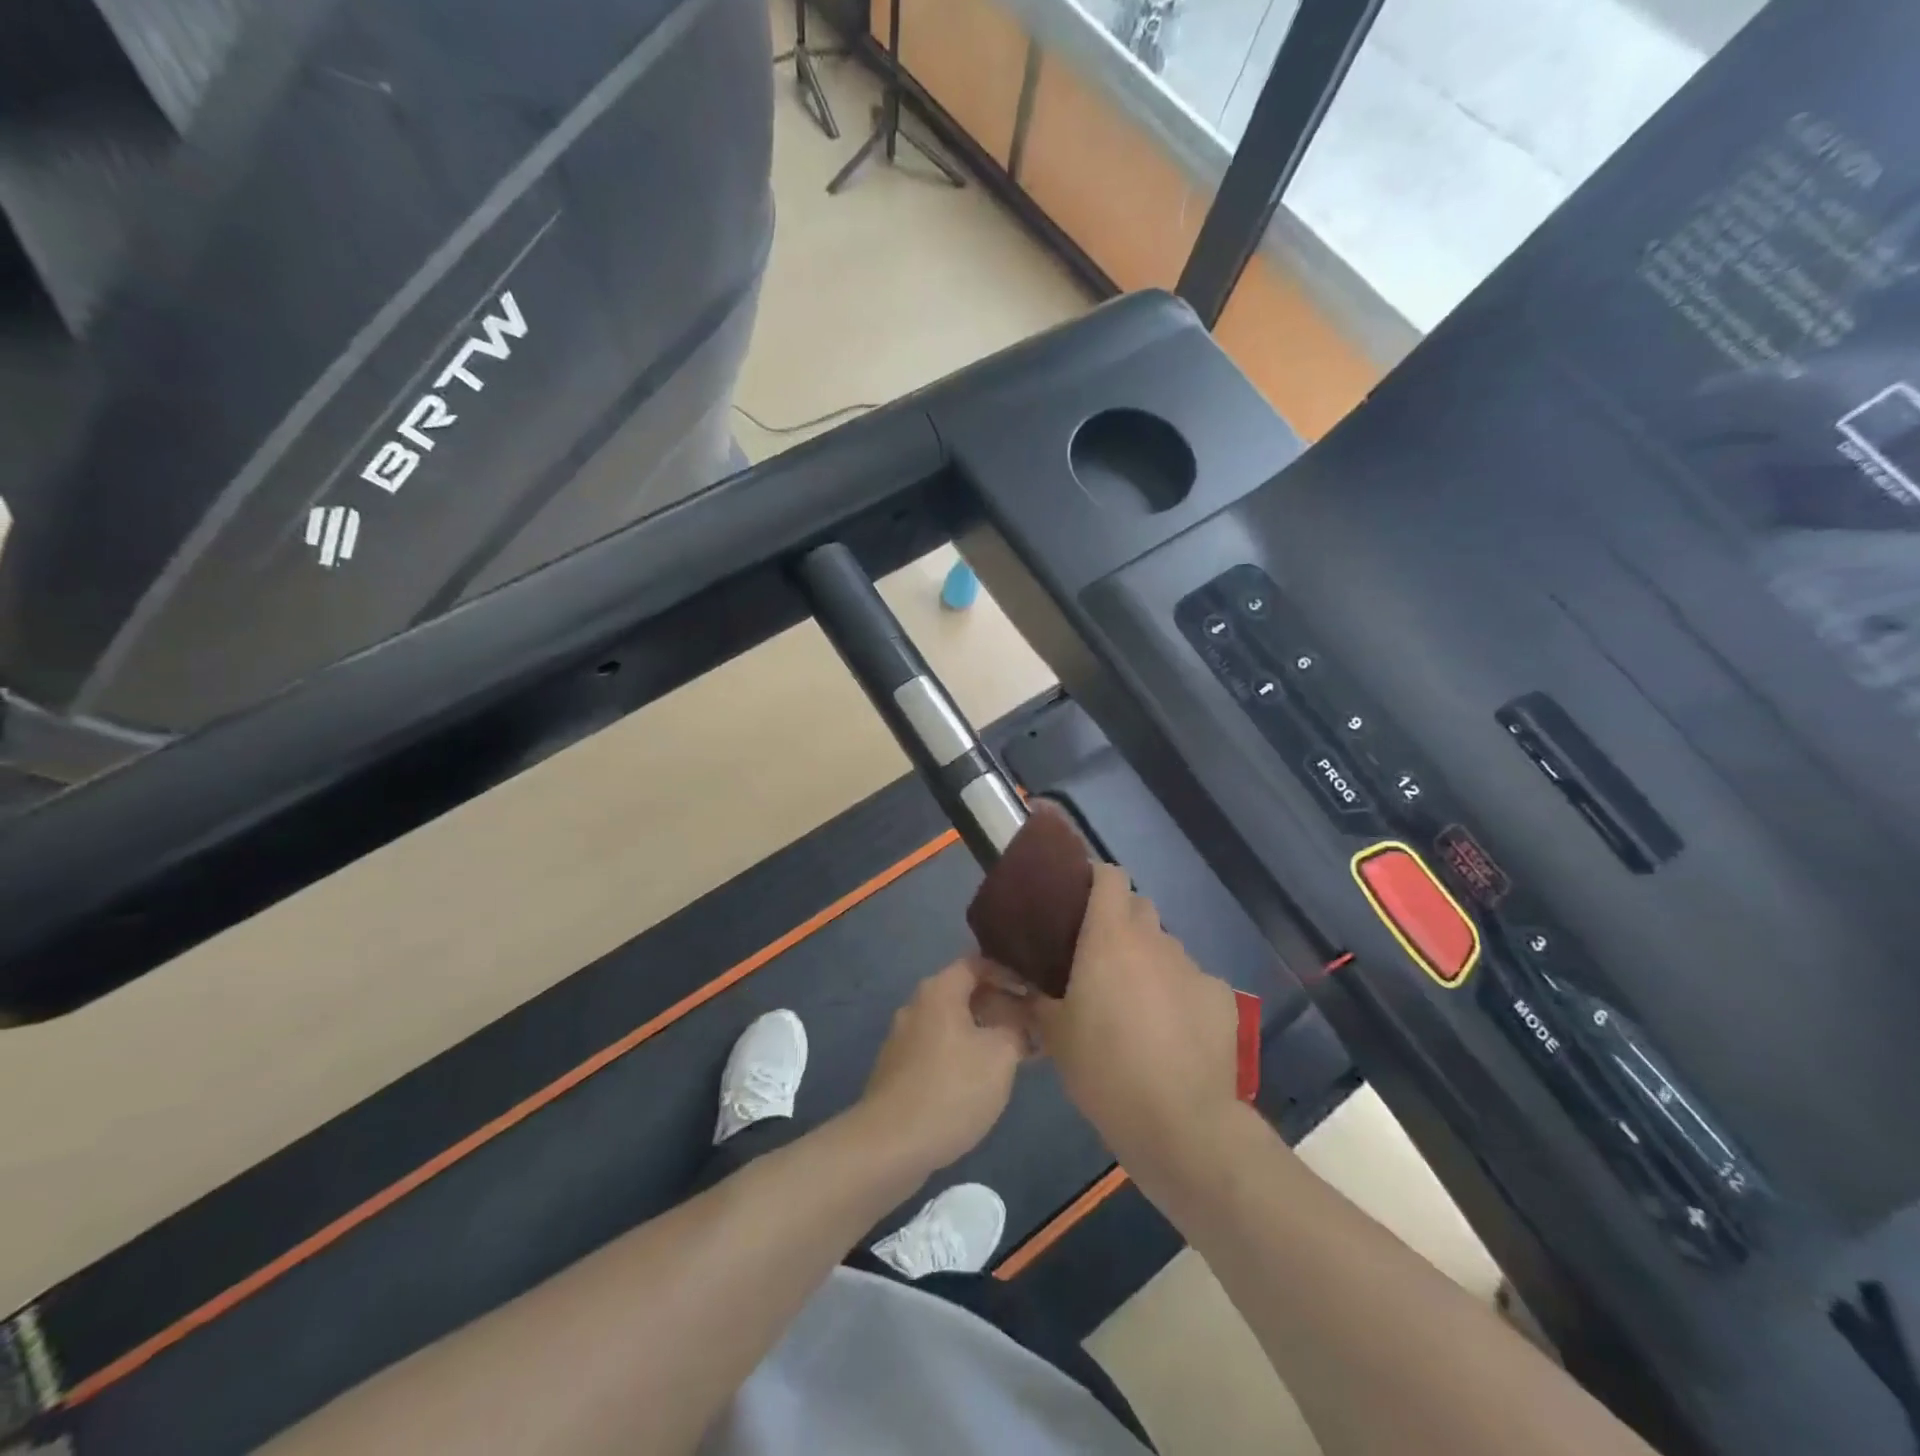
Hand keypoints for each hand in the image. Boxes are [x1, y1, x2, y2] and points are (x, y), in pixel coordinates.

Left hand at [858, 959, 1029, 1177]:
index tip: (1034, 991)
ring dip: (984, 1033)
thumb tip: (1024, 1019)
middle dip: (1000, 1006)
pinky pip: (939, 1049)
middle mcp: (917, 1005)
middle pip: (964, 993)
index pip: (977, 963)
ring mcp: (903, 1039)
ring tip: (1016, 1056)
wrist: (891, 1145)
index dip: (1008, 973)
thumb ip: (1018, 1028)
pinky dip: (964, 1055)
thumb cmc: (952, 1089)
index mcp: (939, 991)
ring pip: (952, 1024)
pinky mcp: (898, 1070)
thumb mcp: (1001, 1055)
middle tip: (1032, 1026)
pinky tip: (982, 1081)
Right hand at [1027, 863, 1243, 1185]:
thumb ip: (1035, 995)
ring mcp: (1192, 967)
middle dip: (1119, 921)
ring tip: (1135, 1001)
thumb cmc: (1104, 1068)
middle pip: (1138, 907)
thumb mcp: (1053, 1033)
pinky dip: (1178, 993)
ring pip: (1164, 947)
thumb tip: (1019, 977)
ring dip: (1147, 960)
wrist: (1180, 1122)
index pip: (1109, 876)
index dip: (1094, 878)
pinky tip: (1171, 1030)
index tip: (1077, 898)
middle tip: (1098, 957)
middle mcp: (1154, 940)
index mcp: (1110, 936)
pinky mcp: (1221, 997)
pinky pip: (1193, 981)